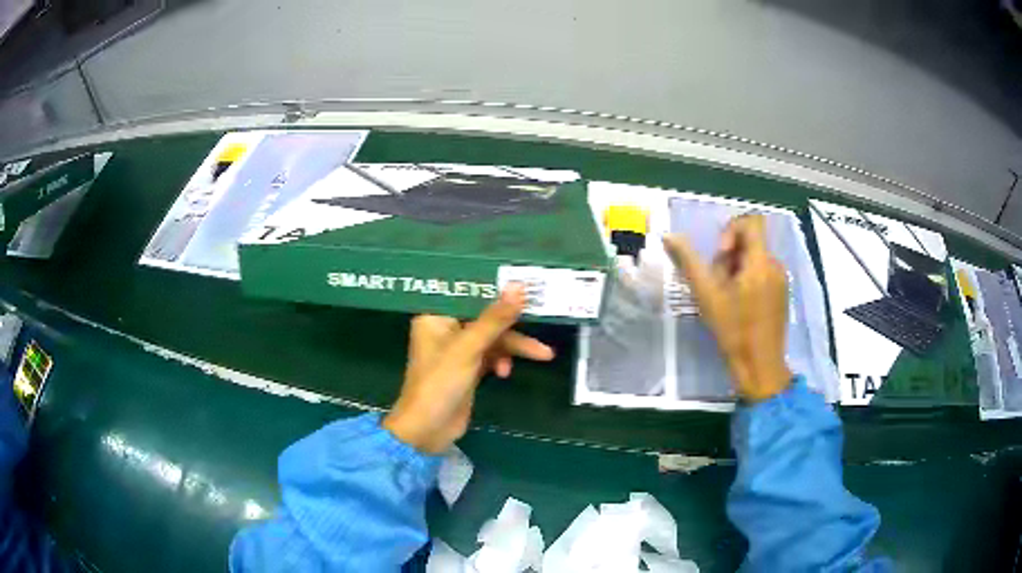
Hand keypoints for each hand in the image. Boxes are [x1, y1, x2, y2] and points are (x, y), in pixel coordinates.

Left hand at [382, 284, 554, 452]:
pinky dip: (501, 360)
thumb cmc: (440, 382)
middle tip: (542, 317)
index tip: (525, 280)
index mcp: (436, 316)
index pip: (468, 292)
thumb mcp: (469, 348)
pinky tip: (505, 372)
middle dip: (512, 323)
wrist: (428, 429)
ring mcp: (457, 350)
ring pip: (492, 337)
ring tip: (543, 355)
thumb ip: (495, 318)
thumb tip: (518, 285)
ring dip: (513, 346)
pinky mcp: (467, 368)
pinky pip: (491, 355)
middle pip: (485, 316)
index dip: (495, 287)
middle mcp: (445, 328)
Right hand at [663, 215, 792, 401]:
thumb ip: (688, 262)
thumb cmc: (733, 331)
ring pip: (756, 259)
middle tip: (718, 284)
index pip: (751, 222)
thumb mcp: (707, 296)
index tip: (721, 257)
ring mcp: (781, 280)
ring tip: (727, 298)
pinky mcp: (782, 294)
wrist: (760, 366)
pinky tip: (740, 306)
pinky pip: (764, 273)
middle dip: (730, 256)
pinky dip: (749, 280)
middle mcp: (775, 265)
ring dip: (738, 270)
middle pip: (751, 242)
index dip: (731, 231)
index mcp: (760, 262)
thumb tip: (669, 235)